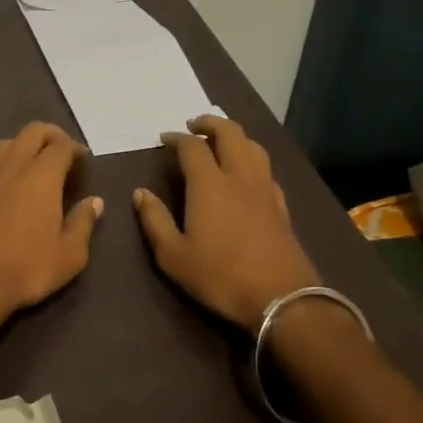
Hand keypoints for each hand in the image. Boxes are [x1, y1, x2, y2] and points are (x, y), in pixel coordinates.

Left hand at [0, 122, 102, 330]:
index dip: (75, 147)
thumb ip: (83, 223)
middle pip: (31, 132)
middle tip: (64, 151)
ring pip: (6, 143)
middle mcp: (14, 168)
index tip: (84, 158)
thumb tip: (95, 202)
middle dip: (50, 134)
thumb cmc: (28, 267)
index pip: (60, 146)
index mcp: (42, 176)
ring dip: (24, 144)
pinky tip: (10, 182)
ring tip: (37, 162)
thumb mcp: (70, 254)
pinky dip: (4, 164)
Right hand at [133, 115, 319, 329]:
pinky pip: (266, 169)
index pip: (192, 146)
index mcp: (209, 185)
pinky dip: (252, 159)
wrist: (282, 299)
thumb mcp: (173, 256)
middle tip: (194, 126)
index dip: (176, 137)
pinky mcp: (281, 206)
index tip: (164, 139)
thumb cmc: (220, 276)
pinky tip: (246, 174)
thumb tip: (141, 193)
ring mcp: (264, 190)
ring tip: (220, 142)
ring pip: (253, 146)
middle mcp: (239, 177)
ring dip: (234, 136)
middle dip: (210, 123)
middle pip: (230, 133)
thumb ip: (154, 220)